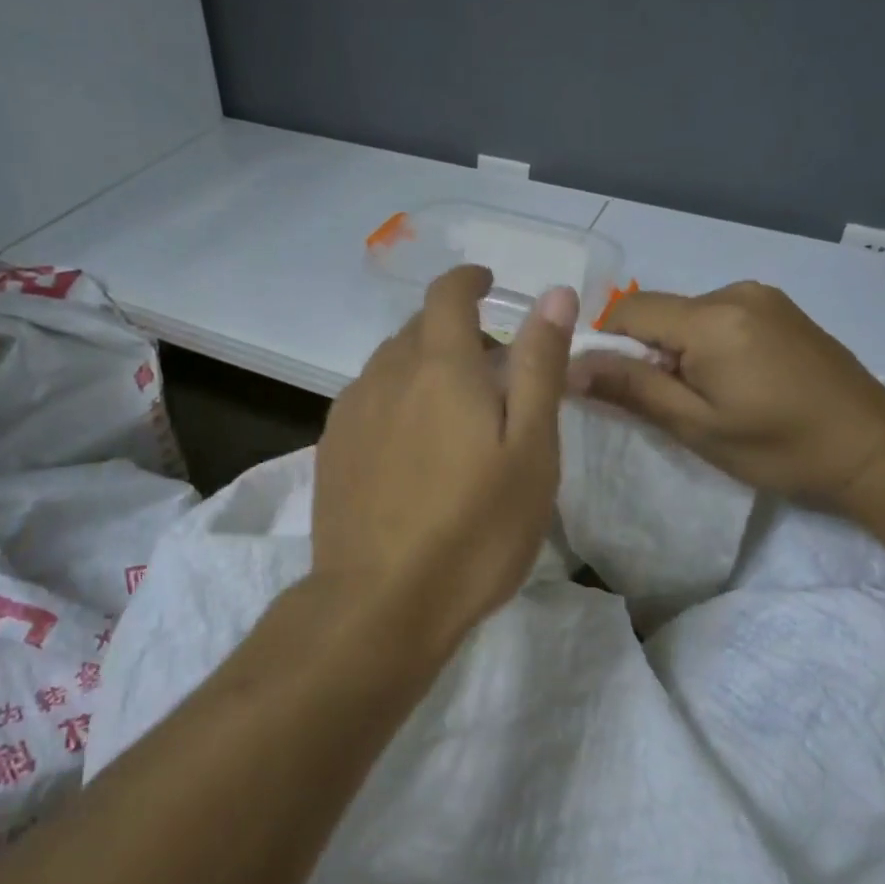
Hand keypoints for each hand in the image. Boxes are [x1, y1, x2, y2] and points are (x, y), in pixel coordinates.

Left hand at [313, 266, 577, 647]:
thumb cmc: (474, 528)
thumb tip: (553, 294)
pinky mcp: (331, 448)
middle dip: (456, 333)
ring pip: (391, 365)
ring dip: (424, 368)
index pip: (447, 294)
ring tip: (454, 414)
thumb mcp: (531, 448)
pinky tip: (411, 447)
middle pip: (419, 329)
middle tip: (493, 374)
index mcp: (439, 365)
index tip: (489, 285)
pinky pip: (369, 400)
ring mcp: (351, 411)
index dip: (469, 280)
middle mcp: (386, 374)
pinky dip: (397, 400)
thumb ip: (539, 365)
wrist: (379, 602)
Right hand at [568, 282, 884, 507]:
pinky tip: (733, 380)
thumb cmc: (781, 448)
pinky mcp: (780, 307)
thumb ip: (632, 388)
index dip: (608, 345)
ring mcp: (762, 296)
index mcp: (712, 319)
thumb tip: (569, 365)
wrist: (875, 449)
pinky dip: (706, 341)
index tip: (617, 387)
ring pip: (686, 313)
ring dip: (677, 347)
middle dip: (646, 350)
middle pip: (658, 311)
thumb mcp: (697, 427)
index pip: (628, 311)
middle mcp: (734, 292)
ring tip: (705, 395)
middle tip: (667, 402)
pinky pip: (718, 314)